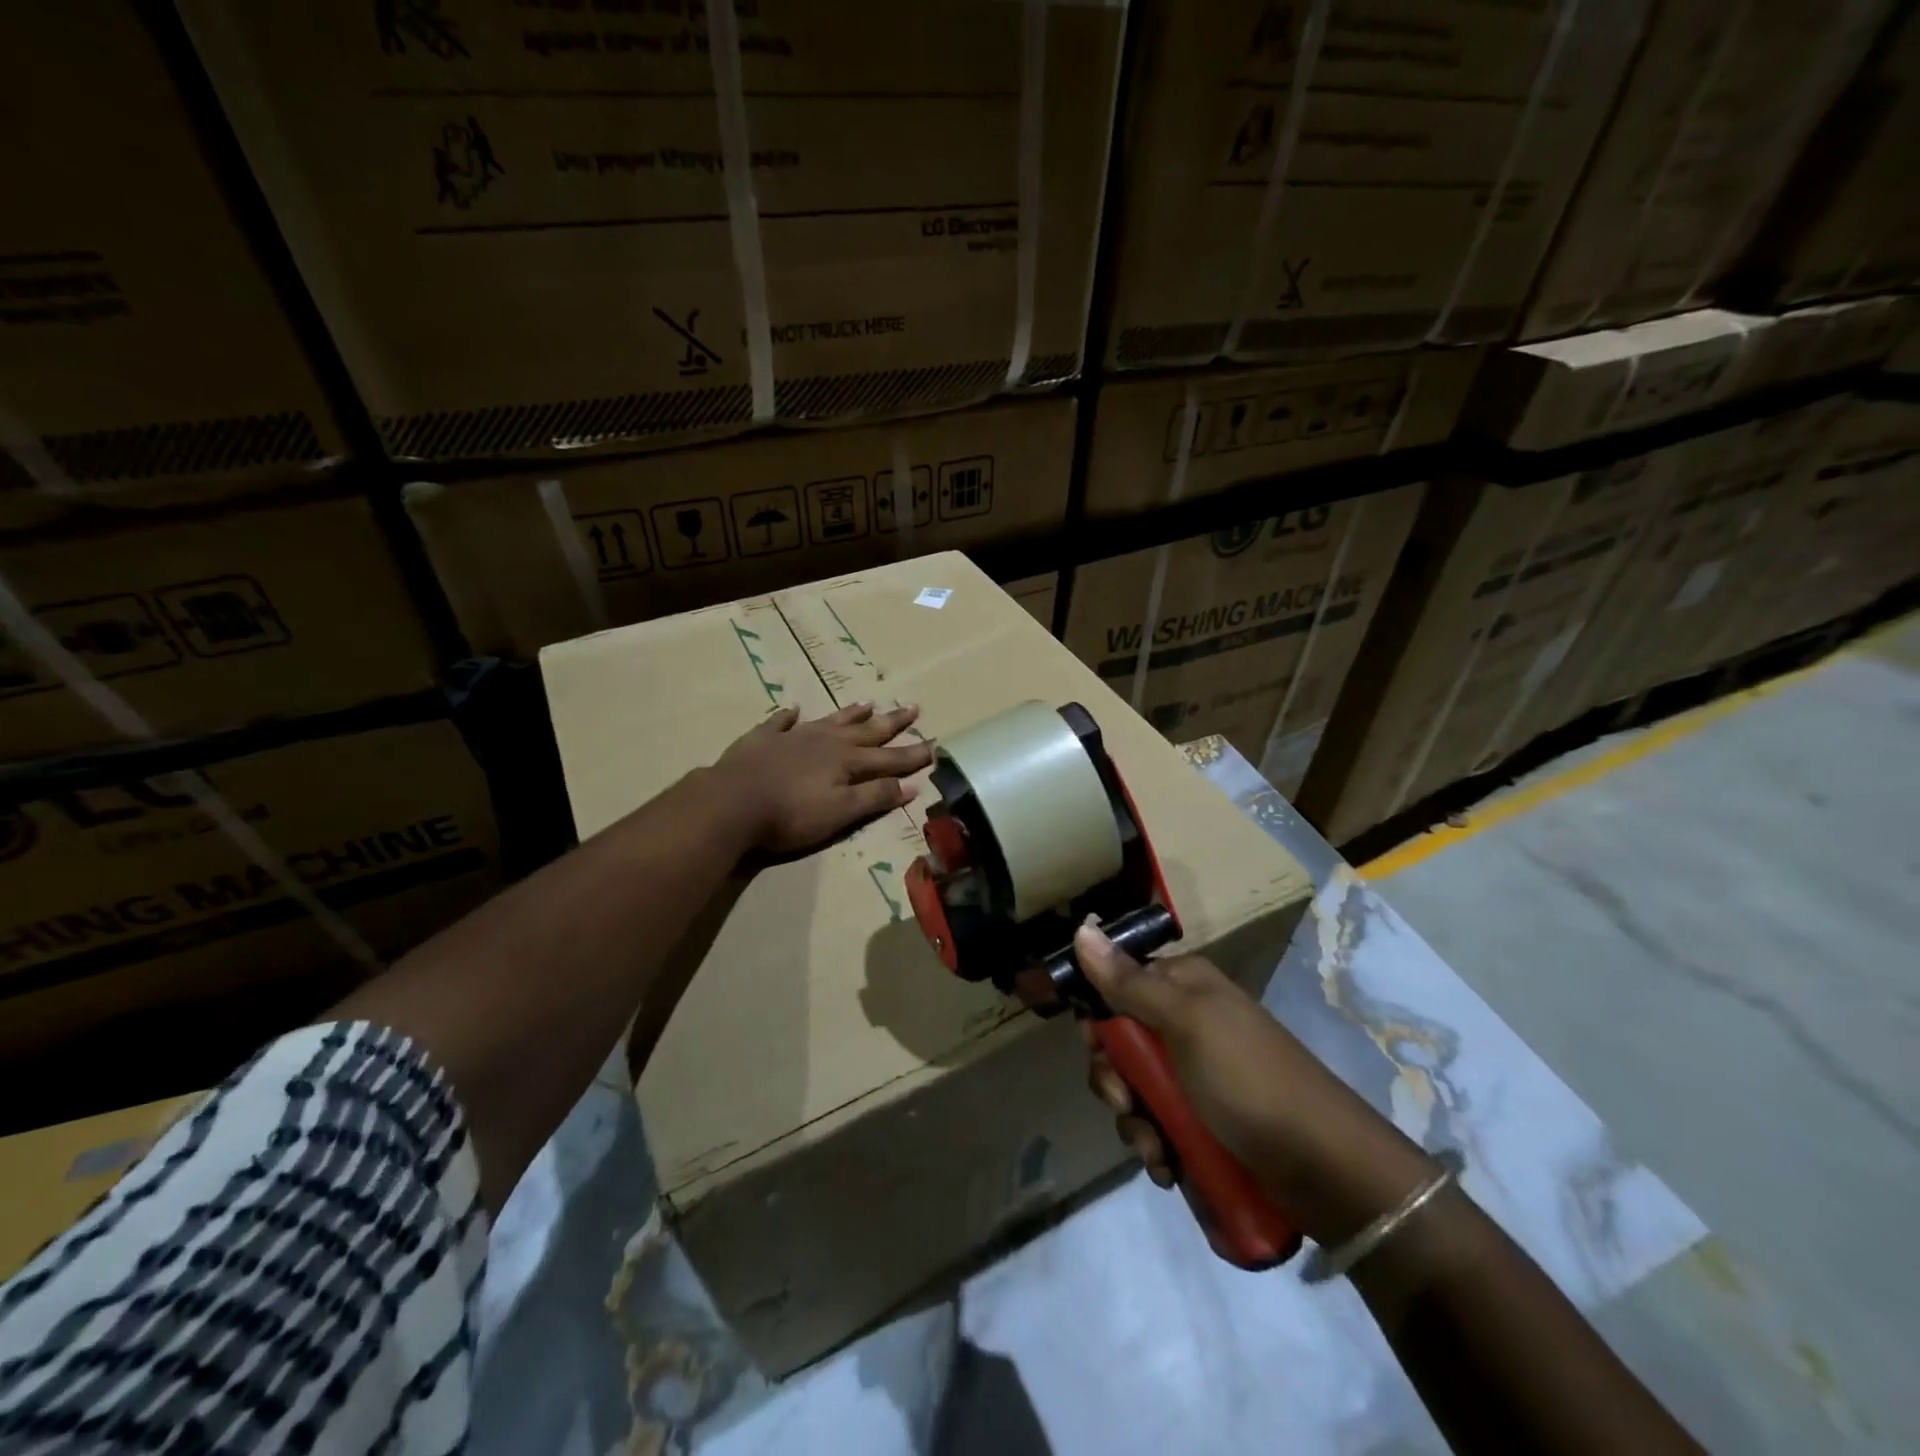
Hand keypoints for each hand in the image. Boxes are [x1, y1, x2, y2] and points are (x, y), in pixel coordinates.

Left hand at [714, 702, 933, 856]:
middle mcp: (825, 742)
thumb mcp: (841, 813)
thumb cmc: (791, 814)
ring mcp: (793, 737)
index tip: (936, 744)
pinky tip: (794, 709)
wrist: (732, 802)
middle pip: (865, 731)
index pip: (889, 758)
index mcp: (847, 762)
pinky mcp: (762, 739)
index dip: (913, 754)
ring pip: (830, 721)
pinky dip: (789, 716)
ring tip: (868, 703)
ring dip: (851, 714)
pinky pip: (781, 722)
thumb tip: (911, 785)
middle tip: (912, 707)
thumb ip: (875, 797)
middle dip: (891, 722)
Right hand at [1075, 922, 1432, 1244]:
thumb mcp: (1185, 1023)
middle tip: (1126, 1101)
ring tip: (1157, 1149)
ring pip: (1135, 1090)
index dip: (1098, 1018)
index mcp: (1183, 987)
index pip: (1116, 985)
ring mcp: (1196, 1075)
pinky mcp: (1205, 1121)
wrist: (1325, 1167)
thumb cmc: (1248, 1079)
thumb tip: (1081, 928)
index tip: (1096, 1047)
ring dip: (1135, 1123)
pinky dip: (1157, 1146)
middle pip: (1120, 1043)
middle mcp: (1186, 1023)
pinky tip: (1169, 1166)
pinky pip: (1158, 1125)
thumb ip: (1128, 982)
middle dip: (1115, 1080)